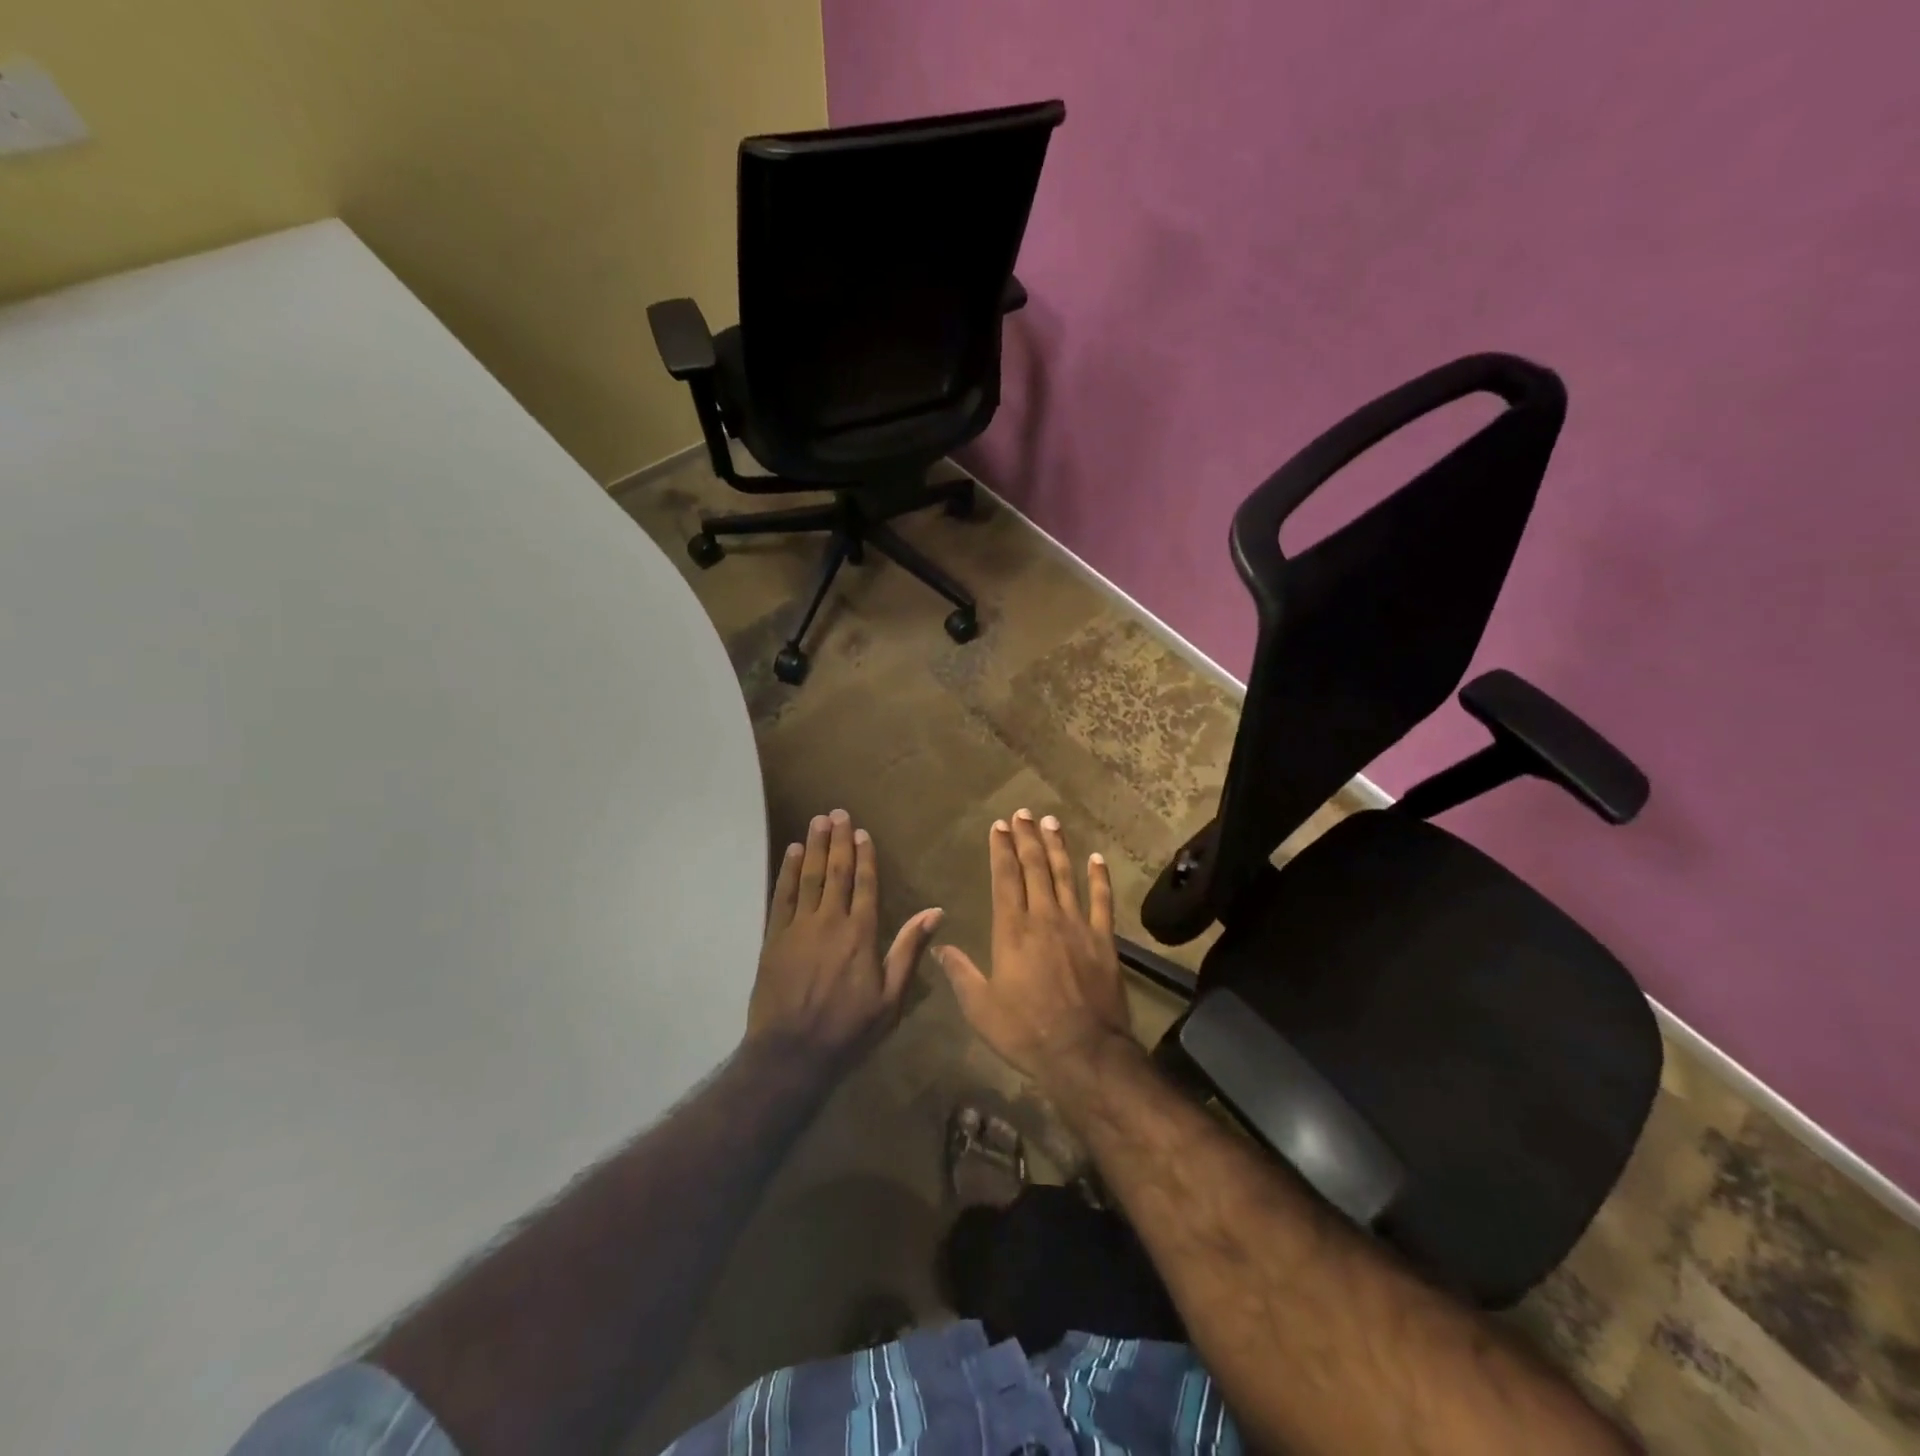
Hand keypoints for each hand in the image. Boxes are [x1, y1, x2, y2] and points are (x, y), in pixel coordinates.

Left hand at [748, 810, 942, 1069]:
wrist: (791, 1053)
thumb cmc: (848, 1030)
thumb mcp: (891, 999)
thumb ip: (909, 951)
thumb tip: (935, 912)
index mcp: (861, 935)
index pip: (865, 885)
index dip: (865, 856)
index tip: (862, 832)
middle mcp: (830, 922)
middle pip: (836, 872)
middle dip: (839, 841)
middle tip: (837, 812)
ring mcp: (799, 928)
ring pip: (809, 877)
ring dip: (815, 846)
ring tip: (818, 820)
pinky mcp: (774, 938)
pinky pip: (782, 896)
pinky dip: (788, 872)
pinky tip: (793, 852)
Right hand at [935, 810, 1132, 1082]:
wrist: (1084, 1053)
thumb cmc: (1026, 1032)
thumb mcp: (980, 1008)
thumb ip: (960, 973)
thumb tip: (939, 945)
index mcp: (1012, 930)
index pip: (1005, 878)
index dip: (1001, 849)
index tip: (999, 826)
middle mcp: (1044, 918)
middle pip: (1035, 868)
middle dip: (1027, 837)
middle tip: (1023, 813)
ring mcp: (1078, 926)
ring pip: (1066, 876)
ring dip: (1058, 847)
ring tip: (1051, 822)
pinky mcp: (1104, 940)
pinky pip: (1102, 901)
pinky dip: (1099, 878)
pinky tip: (1096, 858)